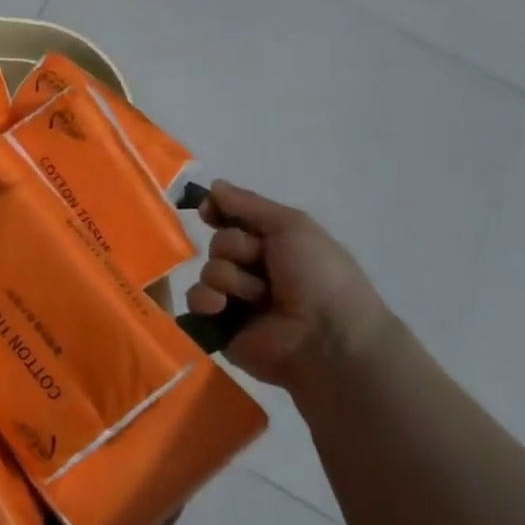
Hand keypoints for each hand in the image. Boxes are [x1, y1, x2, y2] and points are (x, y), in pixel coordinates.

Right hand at [184, 179, 393, 392]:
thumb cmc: (318, 276)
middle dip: (235, 249)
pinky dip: (207, 301)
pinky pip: (196, 303)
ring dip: (228, 278)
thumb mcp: (292, 226)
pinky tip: (224, 308)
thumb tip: (213, 185)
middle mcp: (257, 271)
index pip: (236, 221)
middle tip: (260, 264)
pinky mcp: (221, 327)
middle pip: (220, 244)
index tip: (208, 211)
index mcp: (278, 247)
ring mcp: (238, 300)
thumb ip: (249, 204)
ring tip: (255, 297)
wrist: (328, 339)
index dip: (220, 213)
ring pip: (208, 271)